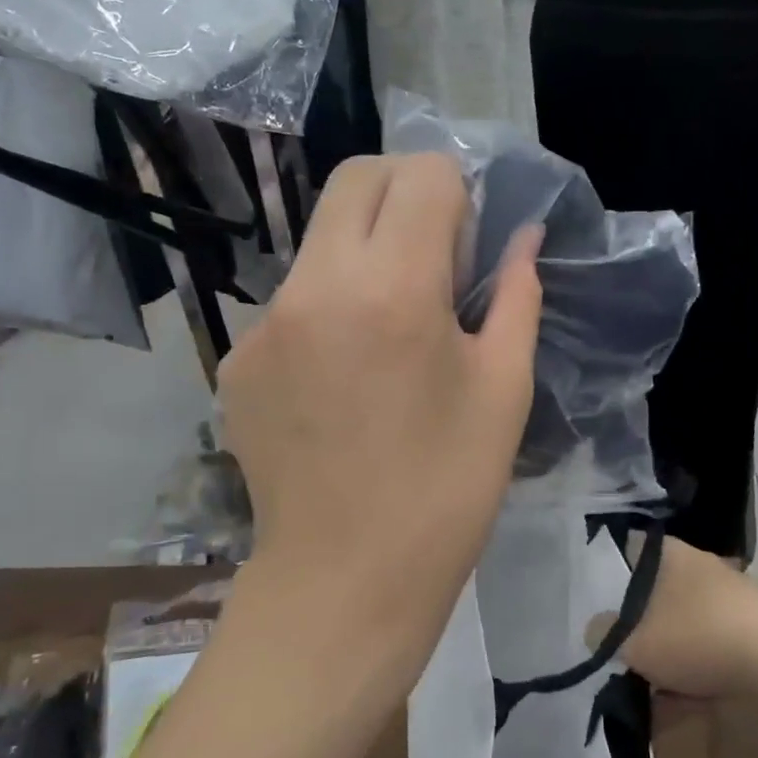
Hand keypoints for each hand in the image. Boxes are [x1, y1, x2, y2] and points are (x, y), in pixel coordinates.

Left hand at [218, 153, 542, 675]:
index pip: (423, 175)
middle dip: (405, 191)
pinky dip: (327, 306)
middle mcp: (315, 286)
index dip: (459, 195)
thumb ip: (516, 296)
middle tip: (435, 253)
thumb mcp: (504, 390)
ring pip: (320, 236)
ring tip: (390, 324)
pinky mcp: (236, 358)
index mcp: (393, 290)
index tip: (469, 246)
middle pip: (358, 178)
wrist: (343, 582)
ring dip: (364, 248)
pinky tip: (344, 375)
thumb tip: (522, 238)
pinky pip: (291, 299)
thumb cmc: (446, 491)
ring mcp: (264, 322)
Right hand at [589, 538, 757, 700]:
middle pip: (655, 588)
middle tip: (618, 646)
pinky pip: (709, 645)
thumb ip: (604, 631)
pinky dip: (695, 665)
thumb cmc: (697, 637)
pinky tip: (686, 693)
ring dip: (666, 645)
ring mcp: (732, 598)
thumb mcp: (632, 639)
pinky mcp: (754, 631)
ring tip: (649, 678)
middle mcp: (702, 565)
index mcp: (671, 552)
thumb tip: (597, 628)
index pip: (627, 547)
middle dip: (637, 617)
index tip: (591, 597)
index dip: (605, 567)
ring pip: (682, 619)